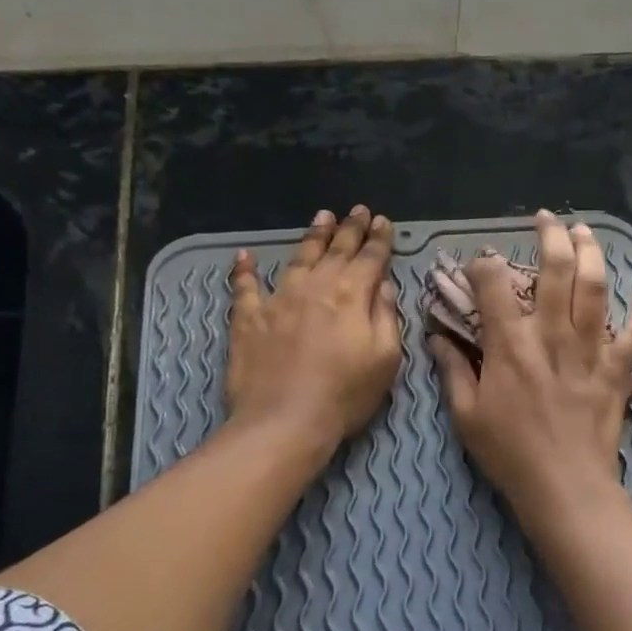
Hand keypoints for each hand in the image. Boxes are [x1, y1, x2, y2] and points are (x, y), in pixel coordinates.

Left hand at [227, 206, 401, 454]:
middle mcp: (316, 287)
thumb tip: (383, 284)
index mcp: (353, 296)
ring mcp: (279, 299)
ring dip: (312, 236)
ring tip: (322, 217)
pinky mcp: (248, 318)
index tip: (384, 221)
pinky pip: (245, 287)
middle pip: (337, 250)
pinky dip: (245, 270)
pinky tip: (244, 256)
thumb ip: (386, 316)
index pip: (371, 258)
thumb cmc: (345, 395)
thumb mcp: (385, 359)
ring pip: (298, 258)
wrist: (284, 420)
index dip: (380, 239)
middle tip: (358, 210)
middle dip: (350, 228)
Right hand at [430, 210, 631, 510]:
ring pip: (596, 288)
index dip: (485, 264)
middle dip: (551, 236)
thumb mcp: (466, 415)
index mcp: (510, 344)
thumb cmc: (509, 454)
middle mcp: (552, 335)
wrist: (565, 487)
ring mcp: (590, 350)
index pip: (495, 285)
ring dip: (592, 254)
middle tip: (547, 219)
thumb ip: (451, 370)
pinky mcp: (617, 371)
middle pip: (557, 270)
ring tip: (585, 232)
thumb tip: (436, 337)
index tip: (482, 261)